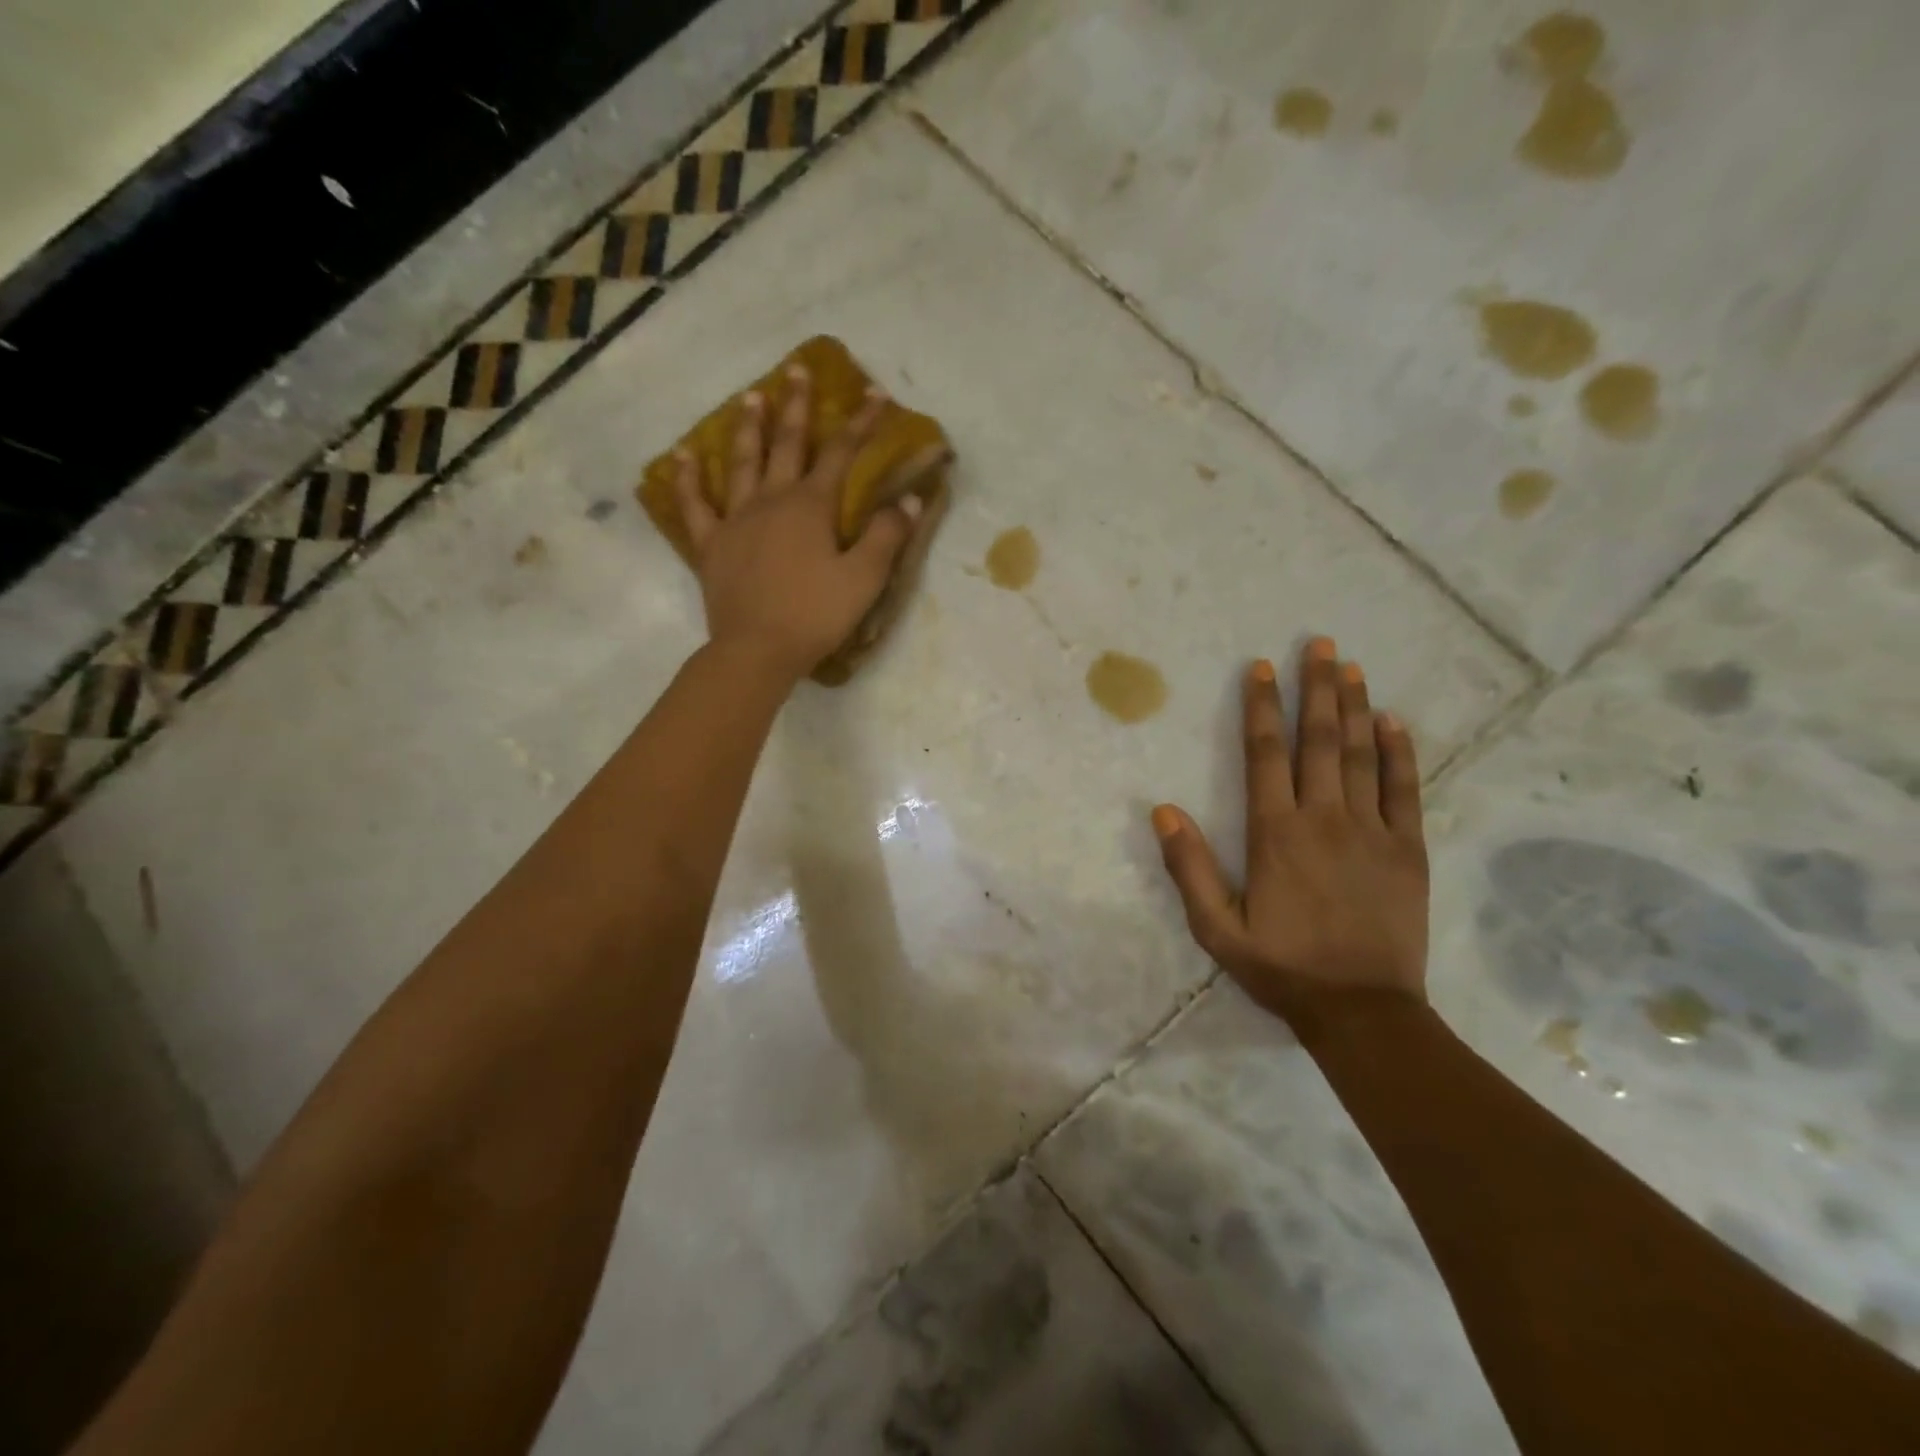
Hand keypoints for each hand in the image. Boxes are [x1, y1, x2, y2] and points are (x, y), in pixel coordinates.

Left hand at [673, 364, 918, 683]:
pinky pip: (695, 505)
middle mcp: (772, 500)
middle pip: (787, 444)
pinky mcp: (713, 545)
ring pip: (741, 463)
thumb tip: (910, 500)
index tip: (874, 393)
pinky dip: (688, 479)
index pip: (842, 453)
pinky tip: (683, 456)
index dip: (860, 422)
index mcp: (811, 506)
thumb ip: (886, 536)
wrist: (757, 650)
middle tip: (798, 370)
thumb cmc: (815, 615)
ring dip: (748, 428)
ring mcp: (736, 520)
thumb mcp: (863, 579)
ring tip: (751, 397)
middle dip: (797, 407)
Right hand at [1152, 638, 1429, 1028]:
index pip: (1265, 754)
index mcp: (1275, 833)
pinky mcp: (1407, 849)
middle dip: (1317, 688)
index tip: (1263, 668)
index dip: (1263, 707)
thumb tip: (1162, 811)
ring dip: (1356, 707)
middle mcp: (1324, 819)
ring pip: (1363, 755)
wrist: (1362, 1010)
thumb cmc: (1282, 966)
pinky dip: (1400, 752)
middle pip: (1319, 740)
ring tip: (1351, 667)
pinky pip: (1405, 789)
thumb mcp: (1216, 928)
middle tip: (1321, 644)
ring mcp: (1371, 831)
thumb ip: (1188, 868)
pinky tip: (1394, 721)